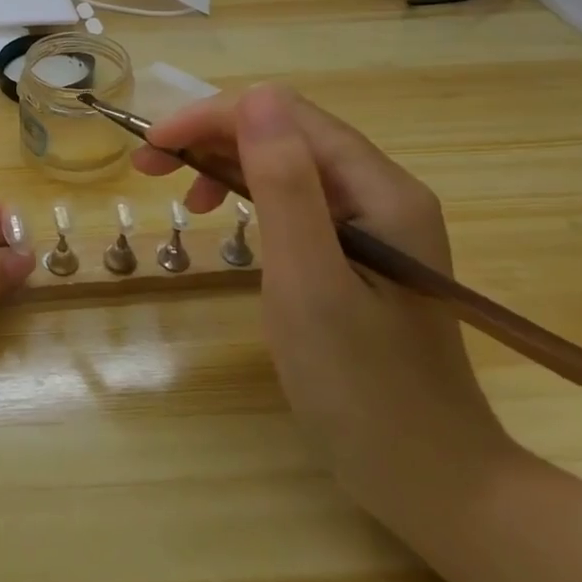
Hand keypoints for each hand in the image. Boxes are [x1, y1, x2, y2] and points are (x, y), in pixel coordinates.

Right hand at [134, 86, 517, 514]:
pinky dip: (249, 197)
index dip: (212, 118)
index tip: (153, 146)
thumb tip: (256, 98)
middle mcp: (382, 191)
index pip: (285, 115)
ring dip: (225, 163)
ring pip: (287, 163)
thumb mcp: (309, 282)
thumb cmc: (362, 388)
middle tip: (150, 167)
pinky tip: (226, 219)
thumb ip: (285, 185)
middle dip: (212, 137)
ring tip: (183, 196)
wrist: (431, 483)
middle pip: (286, 133)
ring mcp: (374, 223)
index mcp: (379, 189)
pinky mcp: (360, 253)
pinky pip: (297, 200)